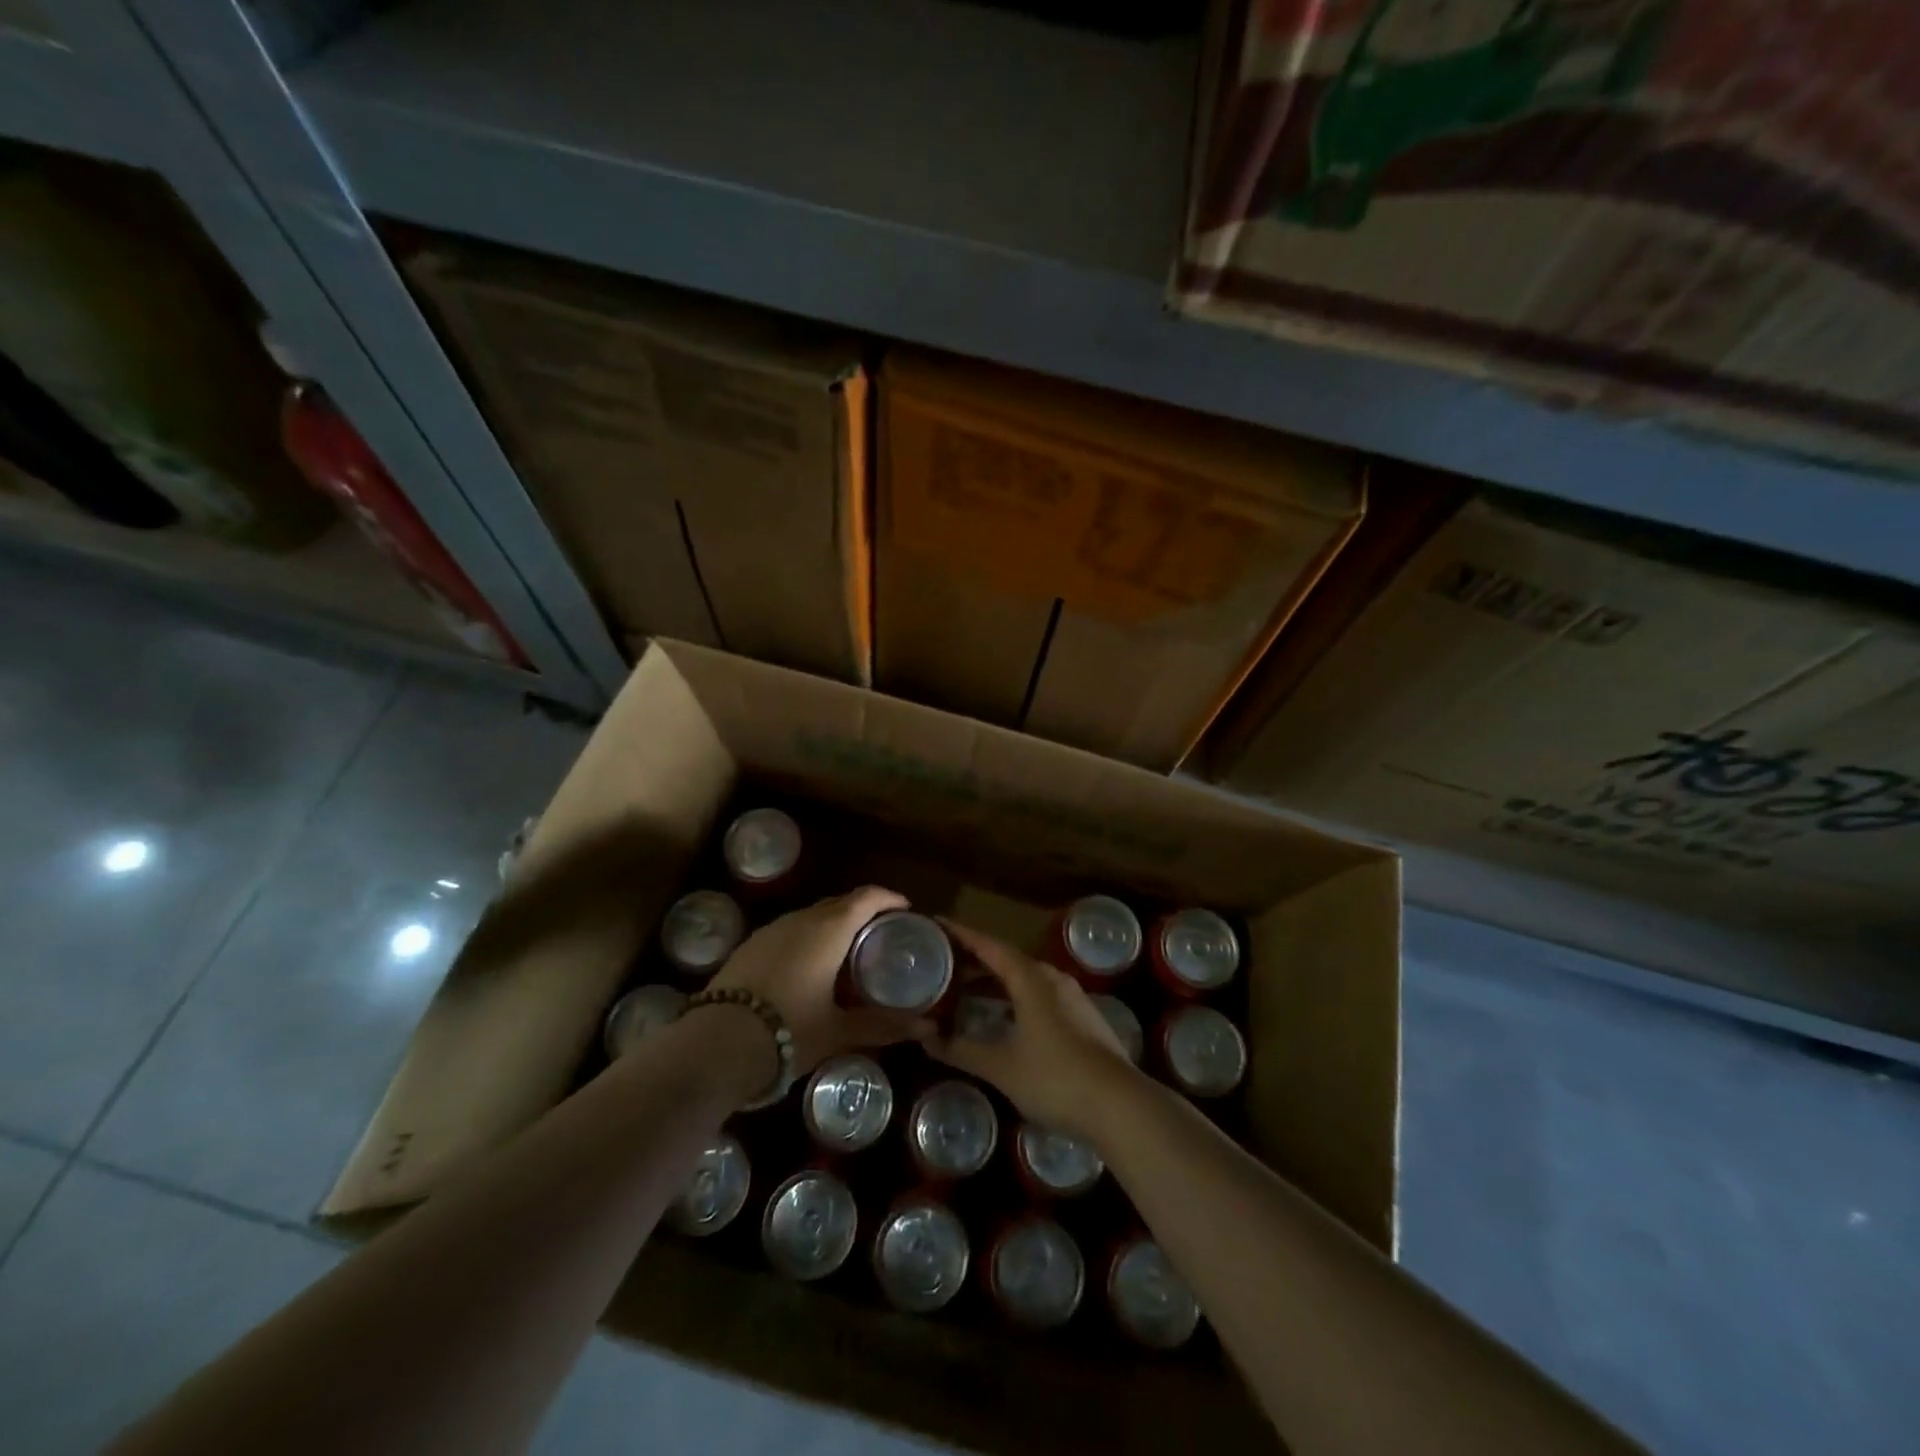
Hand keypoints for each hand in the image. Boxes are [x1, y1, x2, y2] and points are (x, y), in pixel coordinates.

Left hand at [710, 887, 933, 1072]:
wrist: (715, 1045)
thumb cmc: (788, 1032)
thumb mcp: (839, 1031)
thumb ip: (884, 1026)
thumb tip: (928, 1029)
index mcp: (829, 930)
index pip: (866, 898)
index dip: (888, 898)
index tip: (905, 909)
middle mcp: (801, 920)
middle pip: (839, 903)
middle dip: (863, 911)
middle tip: (881, 933)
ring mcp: (771, 930)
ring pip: (811, 916)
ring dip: (833, 924)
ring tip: (847, 951)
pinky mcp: (749, 946)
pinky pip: (789, 930)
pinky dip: (808, 938)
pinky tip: (808, 967)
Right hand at [925, 919, 1136, 1141]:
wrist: (1121, 1106)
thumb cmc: (1055, 1079)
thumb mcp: (1001, 1067)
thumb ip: (962, 1049)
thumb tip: (925, 1037)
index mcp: (1031, 979)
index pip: (989, 946)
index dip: (961, 934)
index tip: (937, 923)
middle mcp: (1052, 979)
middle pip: (1008, 959)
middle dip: (976, 959)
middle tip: (944, 962)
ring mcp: (1072, 998)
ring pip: (1026, 979)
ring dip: (996, 981)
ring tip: (967, 989)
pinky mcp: (1083, 1019)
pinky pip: (1040, 996)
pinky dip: (1015, 998)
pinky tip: (1005, 1018)